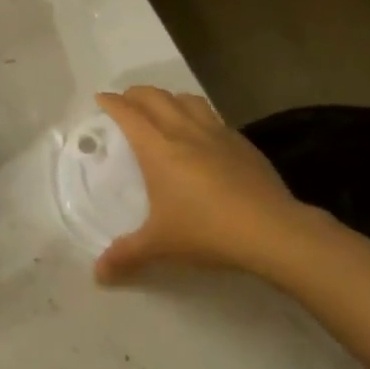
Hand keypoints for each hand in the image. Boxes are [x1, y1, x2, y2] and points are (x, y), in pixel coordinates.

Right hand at [94, 87, 309, 282]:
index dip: (111, 102)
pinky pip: (213, 116)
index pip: (128, 113)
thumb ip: (127, 254)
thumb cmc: (206, 230)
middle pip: (155, 96)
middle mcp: (183, 130)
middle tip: (126, 102)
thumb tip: (98, 274)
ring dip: (169, 98)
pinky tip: (203, 134)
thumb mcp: (160, 245)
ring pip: (186, 99)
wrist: (271, 229)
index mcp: (157, 148)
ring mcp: (216, 132)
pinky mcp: (241, 142)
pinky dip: (198, 115)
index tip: (101, 99)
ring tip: (164, 109)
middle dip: (136, 94)